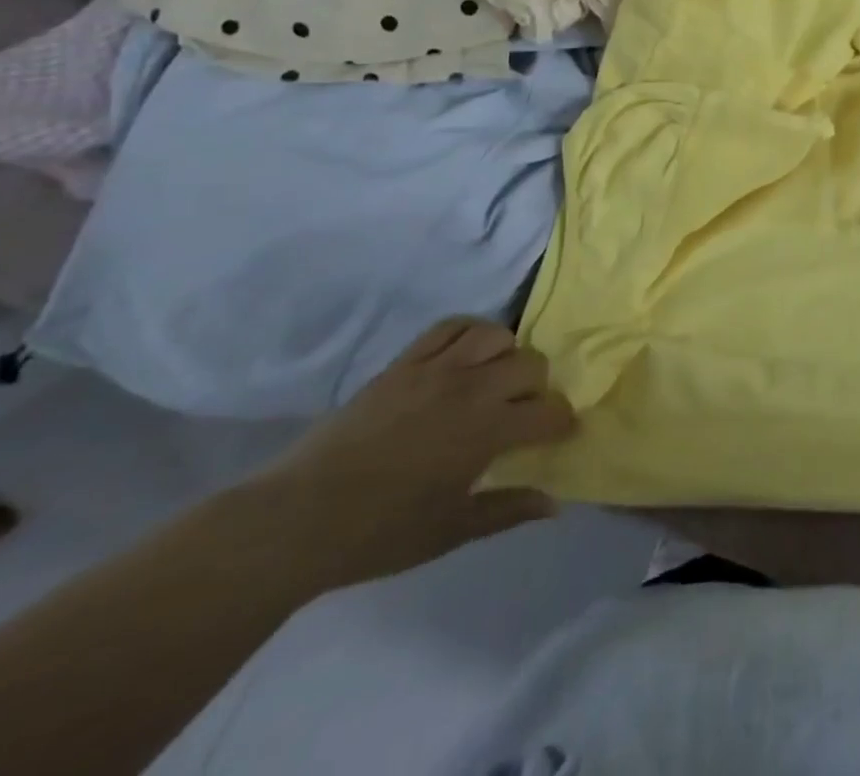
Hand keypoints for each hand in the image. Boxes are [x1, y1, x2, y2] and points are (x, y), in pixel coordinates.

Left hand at [242, 317, 575, 590]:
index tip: (558, 434)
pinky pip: (450, 326)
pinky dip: (470, 332)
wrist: (298, 518)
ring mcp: (436, 369)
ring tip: (495, 379)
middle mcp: (471, 389)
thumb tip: (554, 503)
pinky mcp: (404, 362)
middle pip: (530, 364)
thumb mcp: (451, 530)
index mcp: (487, 431)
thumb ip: (508, 510)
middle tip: (523, 412)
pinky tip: (466, 354)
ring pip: (496, 335)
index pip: (547, 412)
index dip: (560, 423)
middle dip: (538, 388)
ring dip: (506, 355)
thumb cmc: (380, 533)